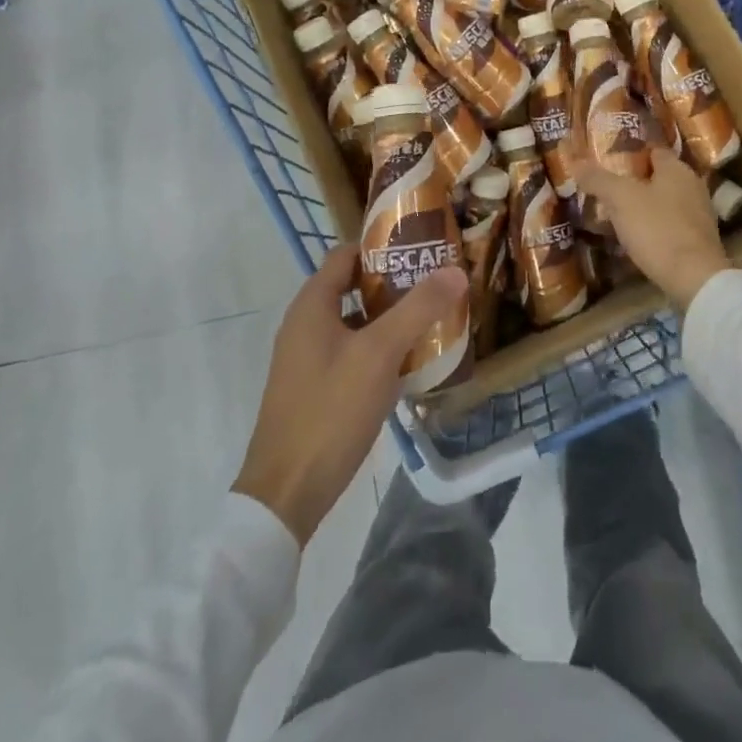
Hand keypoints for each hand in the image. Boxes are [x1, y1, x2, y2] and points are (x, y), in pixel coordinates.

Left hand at [233, 246, 467, 543]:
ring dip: (390, 318)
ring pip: (355, 323)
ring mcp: (308, 359)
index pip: (346, 255)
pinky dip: (379, 349)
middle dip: (394, 284)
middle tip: (436, 283)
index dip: (380, 247)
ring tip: (433, 319)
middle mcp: (305, 325)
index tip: (420, 248)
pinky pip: (352, 353)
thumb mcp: (380, 353)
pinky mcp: (316, 389)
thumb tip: (455, 269)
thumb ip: (418, 308)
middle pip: (353, 287)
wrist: (286, 493)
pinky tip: (411, 363)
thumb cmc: (331, 410)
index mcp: (312, 305)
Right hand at [573, 146, 729, 312]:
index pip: (653, 151)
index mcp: (677, 169)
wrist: (694, 279)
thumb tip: (576, 162)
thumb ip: (598, 179)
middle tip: (608, 188)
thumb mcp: (620, 199)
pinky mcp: (699, 241)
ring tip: (617, 214)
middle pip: (659, 177)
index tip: (609, 161)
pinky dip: (655, 227)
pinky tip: (637, 237)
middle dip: (636, 181)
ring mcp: (699, 215)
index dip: (631, 153)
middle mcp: (693, 186)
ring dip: (645, 206)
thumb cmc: (658, 229)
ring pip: (666, 202)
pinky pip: (671, 225)